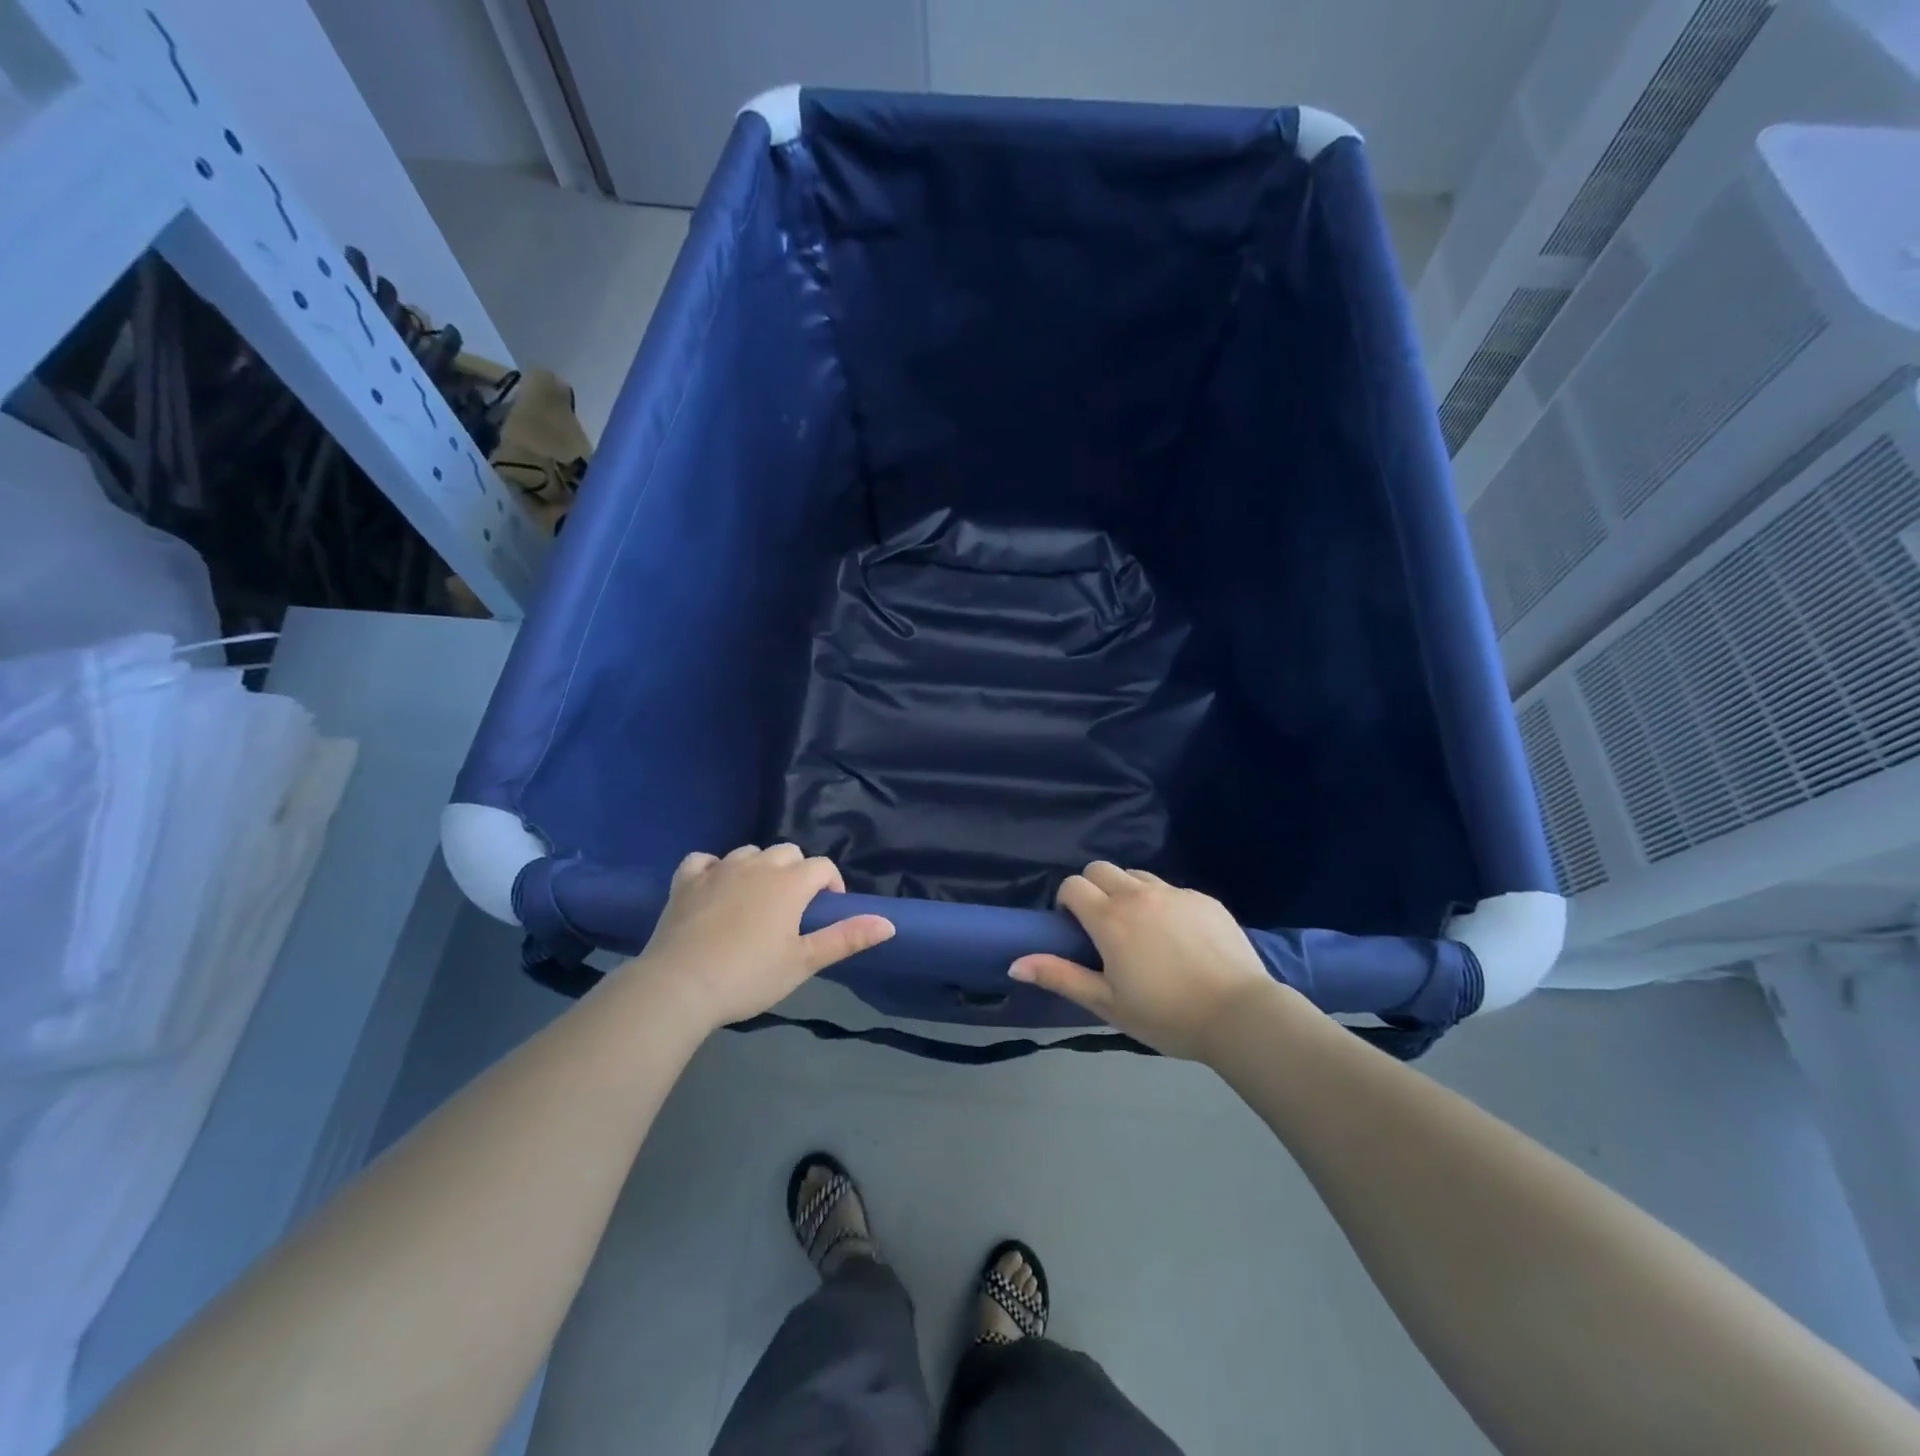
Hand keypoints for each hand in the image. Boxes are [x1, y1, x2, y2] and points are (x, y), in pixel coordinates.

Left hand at [634, 844, 894, 1031]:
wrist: (680, 986)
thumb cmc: (749, 976)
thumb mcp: (804, 962)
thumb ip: (846, 938)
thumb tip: (889, 923)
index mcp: (789, 883)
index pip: (822, 867)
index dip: (831, 884)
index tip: (825, 912)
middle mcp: (757, 865)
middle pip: (788, 852)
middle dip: (797, 872)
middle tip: (792, 909)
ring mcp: (719, 869)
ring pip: (749, 852)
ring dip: (759, 868)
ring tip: (756, 900)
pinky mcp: (686, 880)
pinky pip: (704, 859)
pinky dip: (713, 868)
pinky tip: (714, 887)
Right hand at [1009, 862, 1276, 1059]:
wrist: (1240, 1015)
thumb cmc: (1166, 1015)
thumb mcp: (1107, 1003)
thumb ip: (1060, 976)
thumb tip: (1014, 963)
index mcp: (1110, 919)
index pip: (1073, 885)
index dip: (1067, 902)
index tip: (1076, 930)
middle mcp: (1139, 895)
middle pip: (1100, 868)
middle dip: (1092, 888)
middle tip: (1104, 927)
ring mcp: (1175, 893)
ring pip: (1137, 875)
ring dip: (1127, 892)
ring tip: (1141, 930)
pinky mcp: (1204, 899)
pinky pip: (1172, 890)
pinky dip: (1163, 904)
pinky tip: (1179, 939)